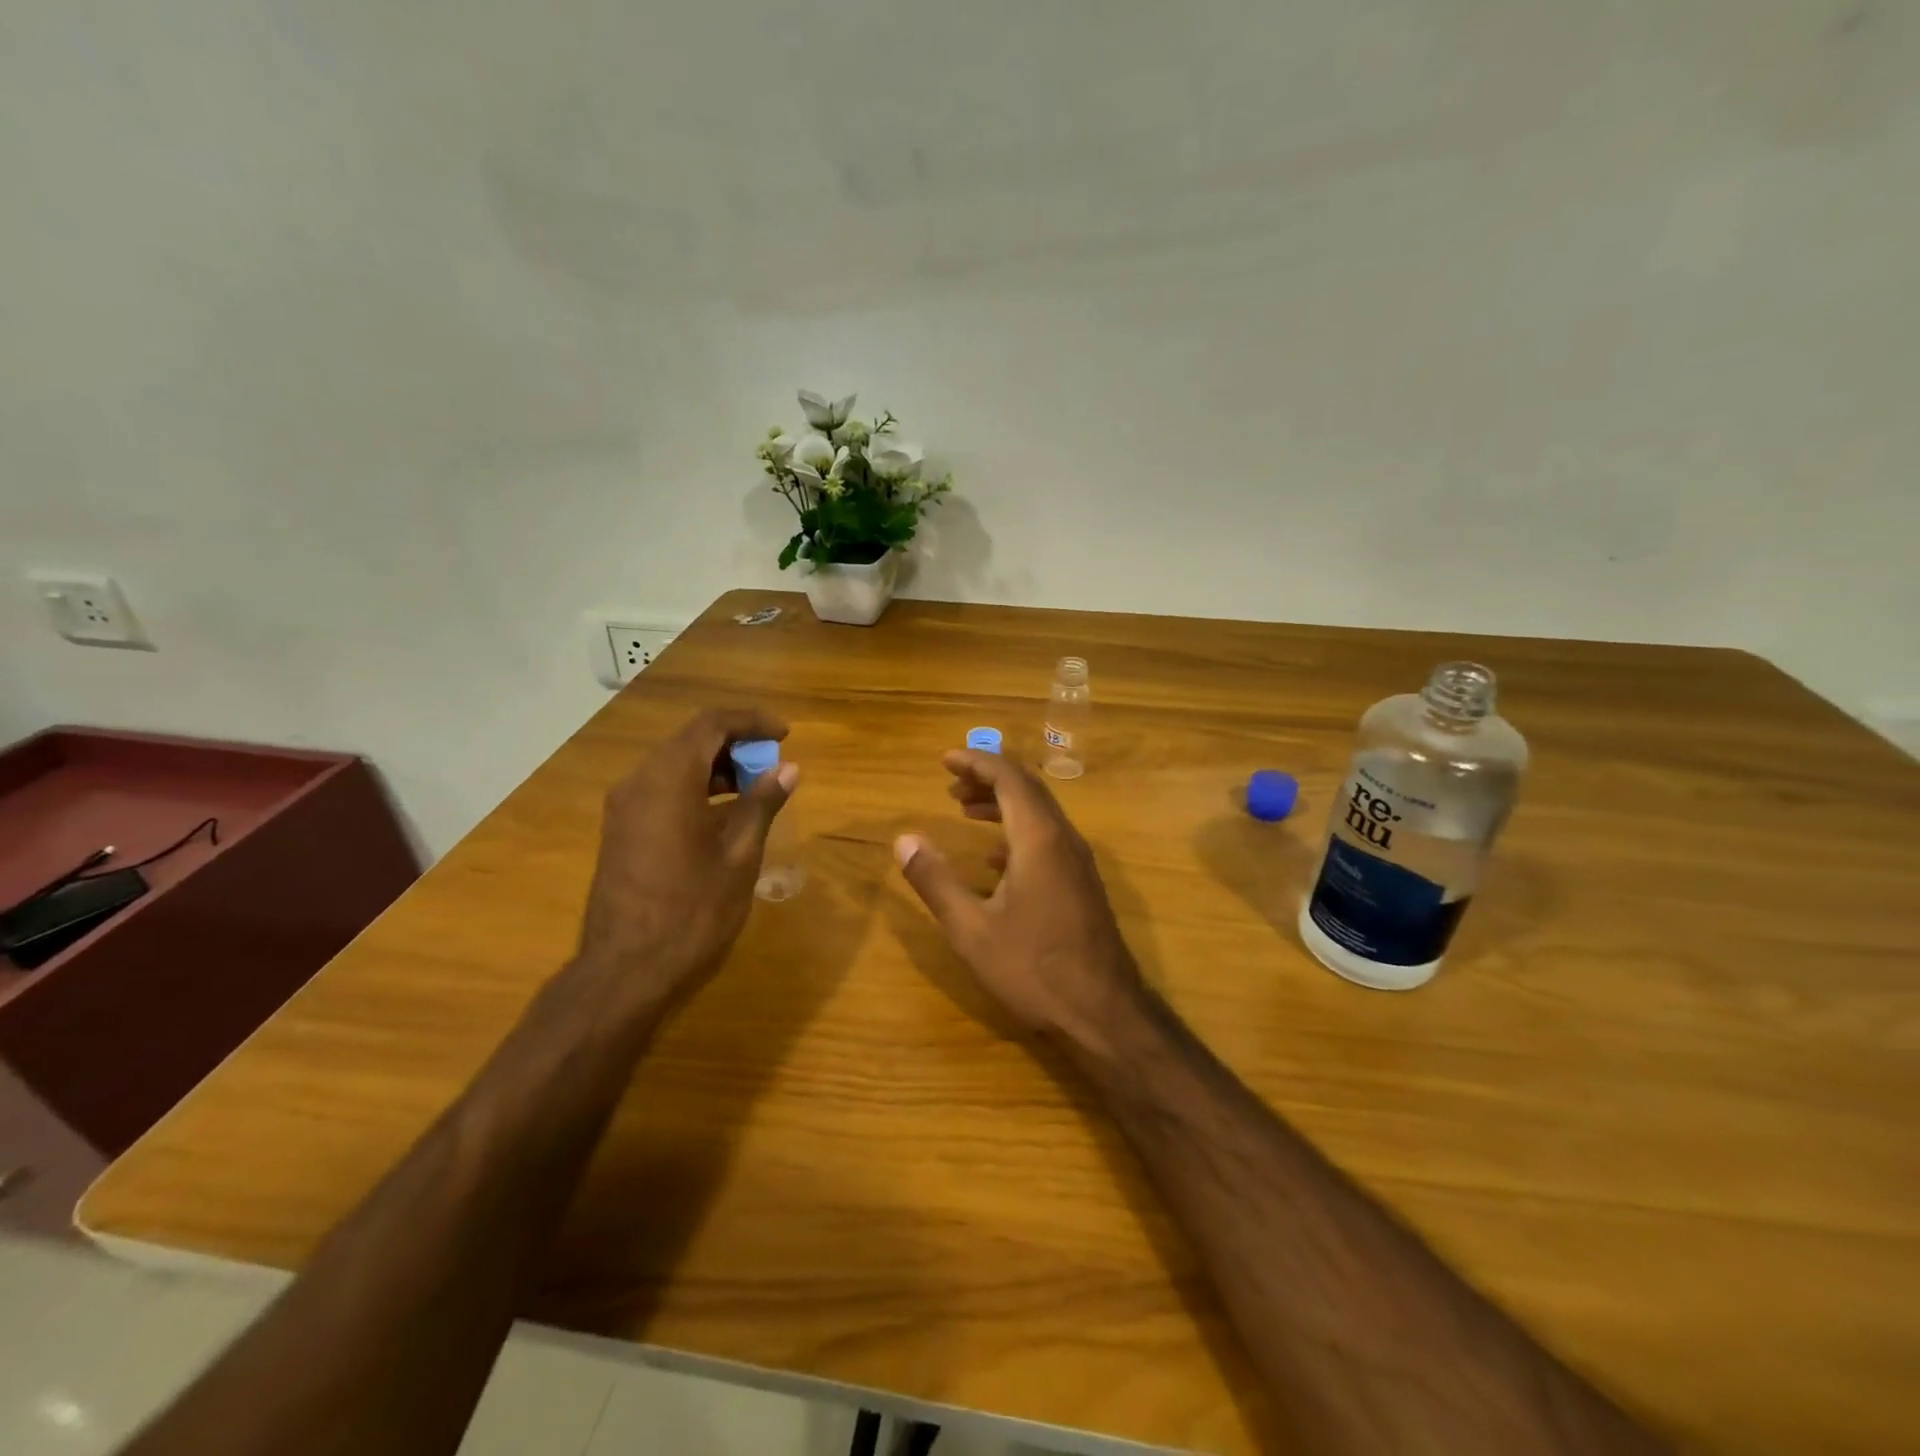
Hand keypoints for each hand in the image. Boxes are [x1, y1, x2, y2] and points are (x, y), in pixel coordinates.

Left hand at [575, 708, 795, 1003]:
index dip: (751, 722)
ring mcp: (624, 808)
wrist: (626, 971)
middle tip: (773, 765)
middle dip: (736, 745)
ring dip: (716, 768)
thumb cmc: (692, 911)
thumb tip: (788, 768)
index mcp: (669, 779)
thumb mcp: (740, 855)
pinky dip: (696, 789)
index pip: (712, 725)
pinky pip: (662, 791)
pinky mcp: (621, 831)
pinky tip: (724, 816)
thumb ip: (762, 804)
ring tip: (756, 790)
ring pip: (675, 766)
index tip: (785, 735)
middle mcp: (639, 782)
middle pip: (691, 741)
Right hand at [895, 750, 1145, 1045]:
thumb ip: (936, 881)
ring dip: (1002, 804)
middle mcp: (1064, 839)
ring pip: (1039, 813)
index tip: (944, 759)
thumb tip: (903, 839)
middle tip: (950, 784)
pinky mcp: (1083, 883)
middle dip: (987, 778)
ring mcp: (1078, 861)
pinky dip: (1017, 831)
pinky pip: (1048, 838)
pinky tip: (994, 859)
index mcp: (1038, 839)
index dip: (976, 762)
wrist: (1104, 1013)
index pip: (1008, 777)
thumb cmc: (1033, 969)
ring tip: (964, 811)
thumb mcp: (971, 929)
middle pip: (1027, 789)